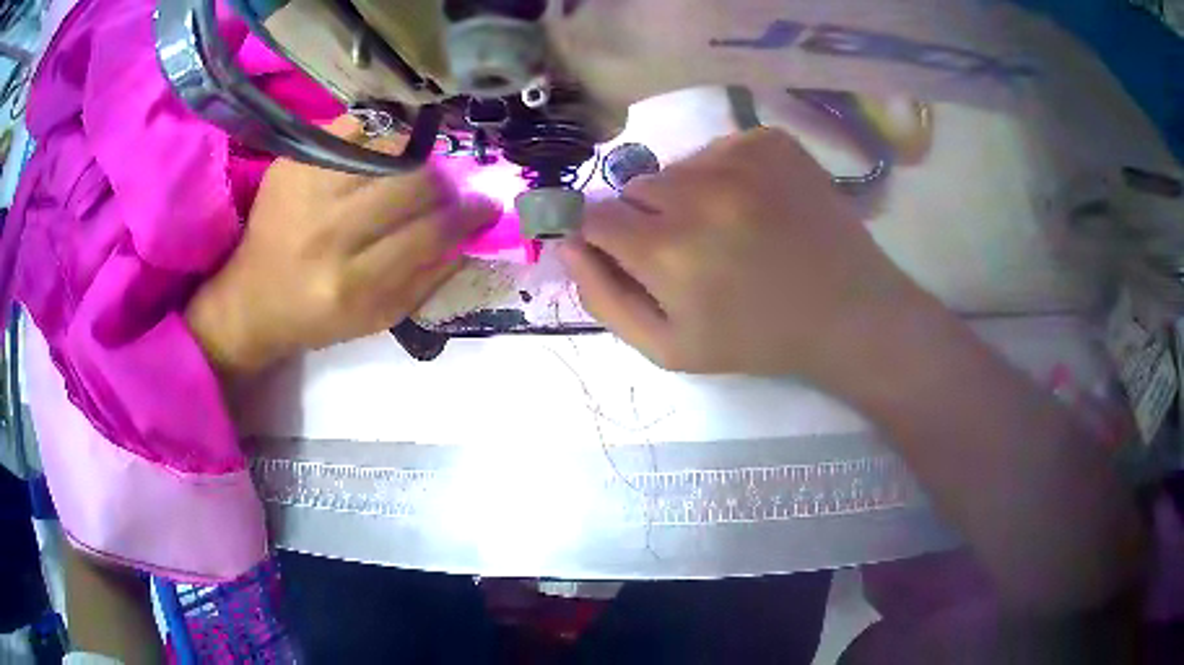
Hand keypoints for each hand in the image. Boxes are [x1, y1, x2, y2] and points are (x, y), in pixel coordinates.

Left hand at [187, 117, 499, 379]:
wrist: (252, 299)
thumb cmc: (317, 318)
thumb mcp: (377, 319)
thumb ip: (428, 281)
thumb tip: (470, 236)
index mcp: (353, 284)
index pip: (430, 233)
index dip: (468, 215)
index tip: (486, 206)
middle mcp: (329, 233)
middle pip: (414, 183)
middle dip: (443, 185)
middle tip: (445, 191)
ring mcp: (307, 191)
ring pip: (388, 150)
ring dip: (414, 159)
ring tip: (412, 173)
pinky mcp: (293, 164)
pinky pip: (353, 129)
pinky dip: (378, 137)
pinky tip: (381, 153)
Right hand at [561, 127, 935, 387]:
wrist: (848, 312)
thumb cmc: (756, 339)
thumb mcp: (668, 348)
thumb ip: (603, 298)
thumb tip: (566, 243)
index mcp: (667, 250)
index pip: (593, 216)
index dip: (603, 234)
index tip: (628, 249)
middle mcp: (698, 190)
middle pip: (636, 187)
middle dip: (650, 218)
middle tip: (694, 251)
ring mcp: (740, 157)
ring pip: (678, 166)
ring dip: (689, 194)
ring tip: (731, 229)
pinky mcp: (771, 141)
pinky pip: (720, 148)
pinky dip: (726, 173)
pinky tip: (758, 206)